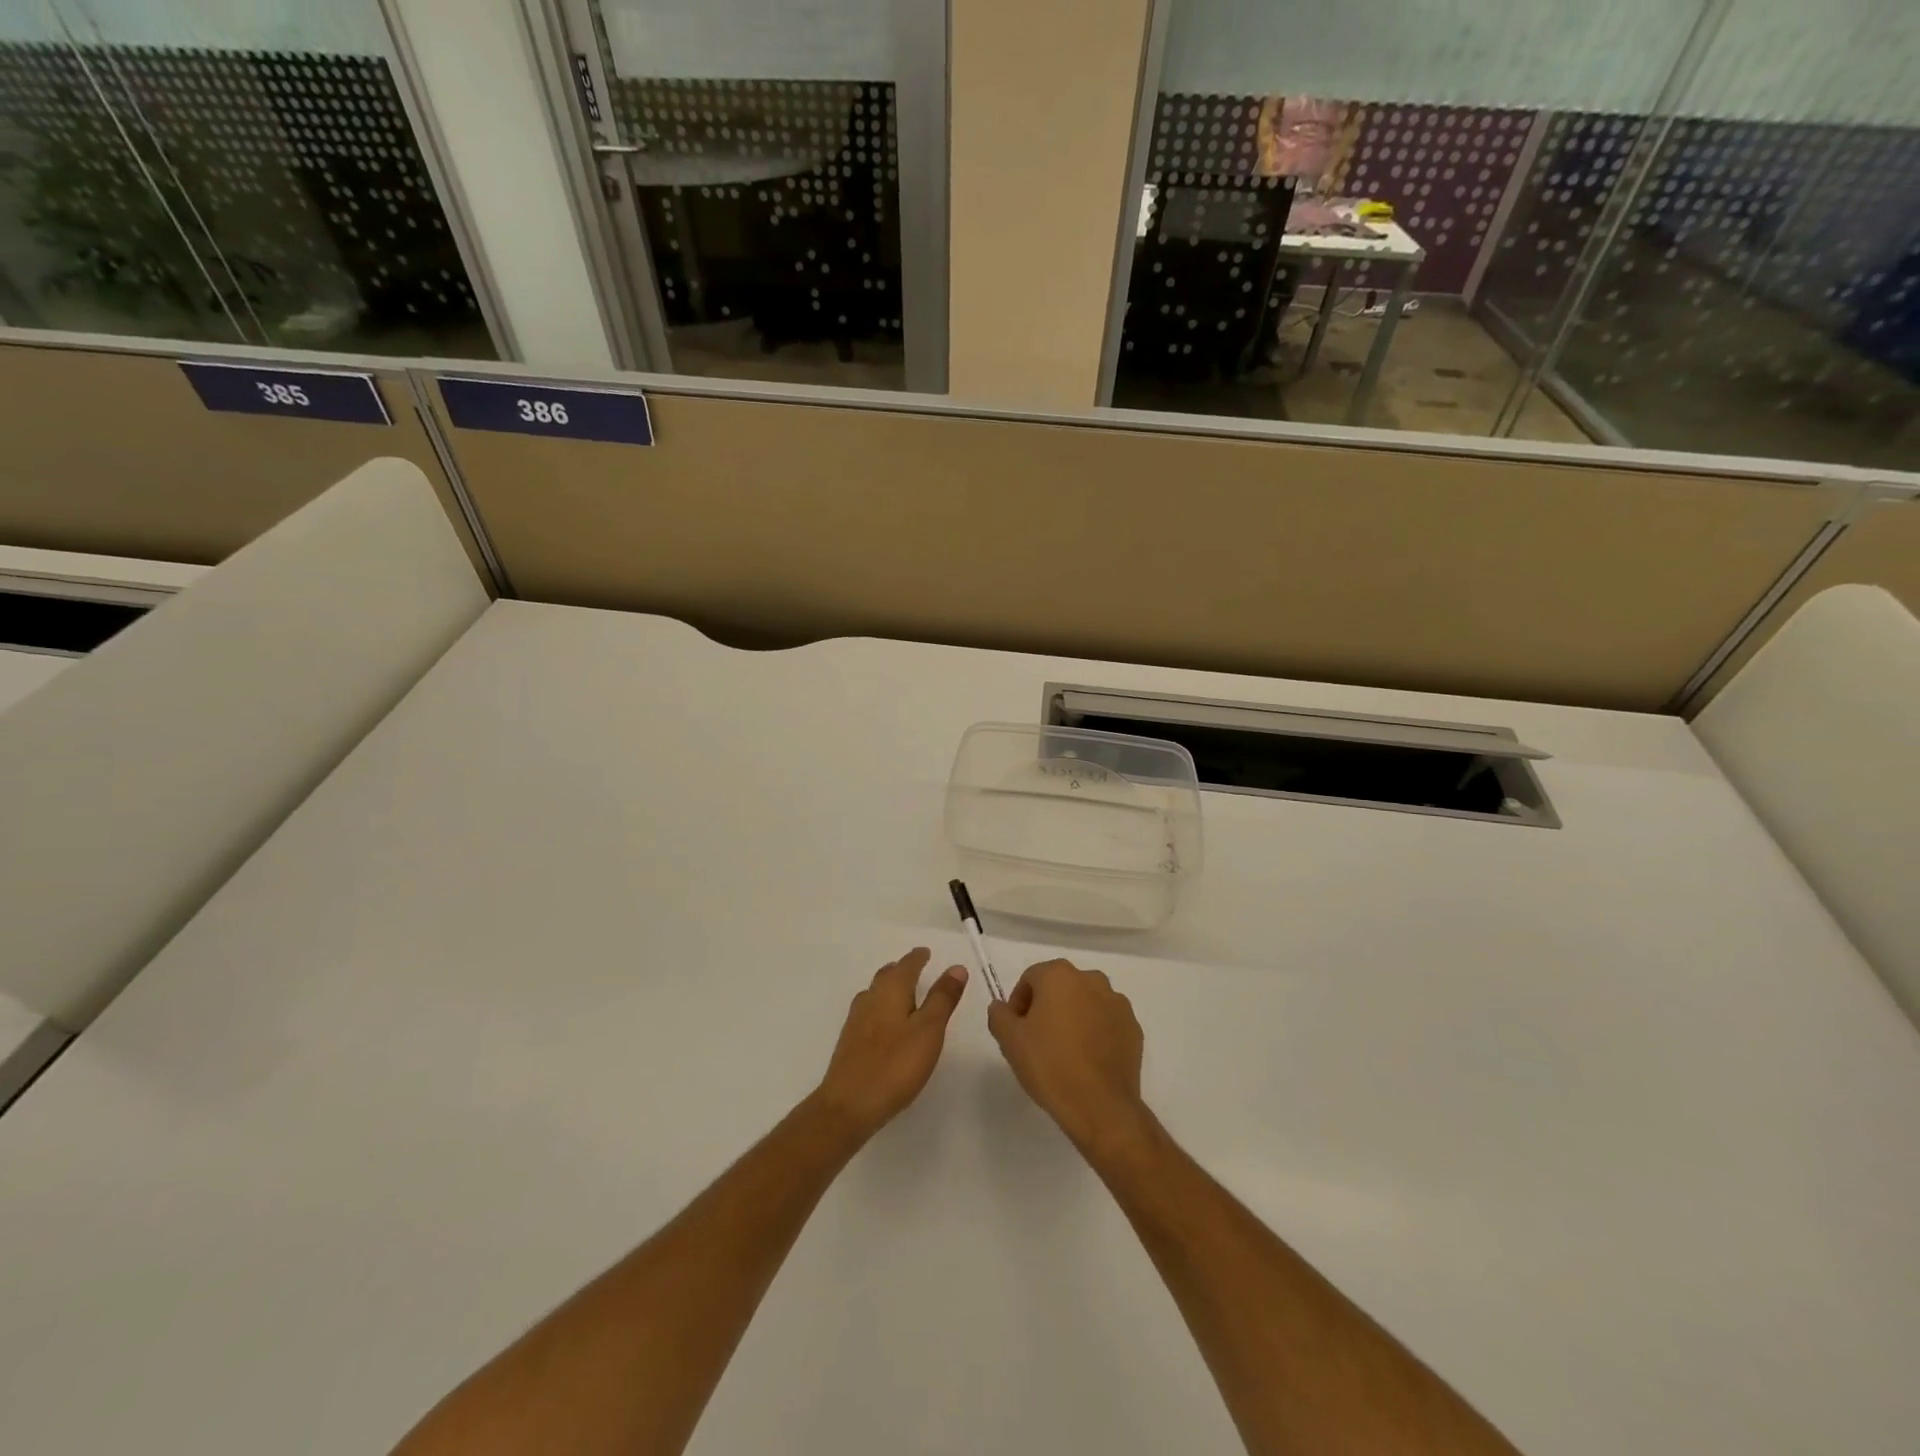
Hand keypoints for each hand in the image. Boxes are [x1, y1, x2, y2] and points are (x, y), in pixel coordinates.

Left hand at [814, 948, 967, 1140]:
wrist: (849, 1105)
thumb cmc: (895, 1065)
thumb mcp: (929, 1030)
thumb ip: (942, 998)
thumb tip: (956, 967)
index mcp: (891, 991)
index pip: (907, 965)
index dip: (918, 958)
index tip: (926, 952)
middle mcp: (871, 998)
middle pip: (887, 976)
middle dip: (902, 969)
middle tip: (916, 968)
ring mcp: (857, 1020)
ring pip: (875, 993)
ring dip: (890, 987)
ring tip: (903, 992)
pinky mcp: (850, 1042)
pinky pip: (869, 1011)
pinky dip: (881, 1007)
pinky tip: (885, 1023)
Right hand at [988, 959, 1147, 1155]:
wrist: (1101, 1106)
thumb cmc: (1050, 1065)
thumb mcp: (1010, 1040)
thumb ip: (999, 1015)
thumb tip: (1001, 1007)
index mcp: (1060, 975)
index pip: (1031, 978)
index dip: (1019, 1002)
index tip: (1017, 1030)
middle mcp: (1091, 979)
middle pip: (1060, 987)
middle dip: (1046, 1007)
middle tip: (1037, 1040)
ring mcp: (1117, 1003)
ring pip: (1085, 1003)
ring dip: (1073, 1017)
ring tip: (1064, 1051)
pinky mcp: (1133, 1028)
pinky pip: (1106, 1022)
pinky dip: (1095, 1032)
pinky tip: (1087, 1060)